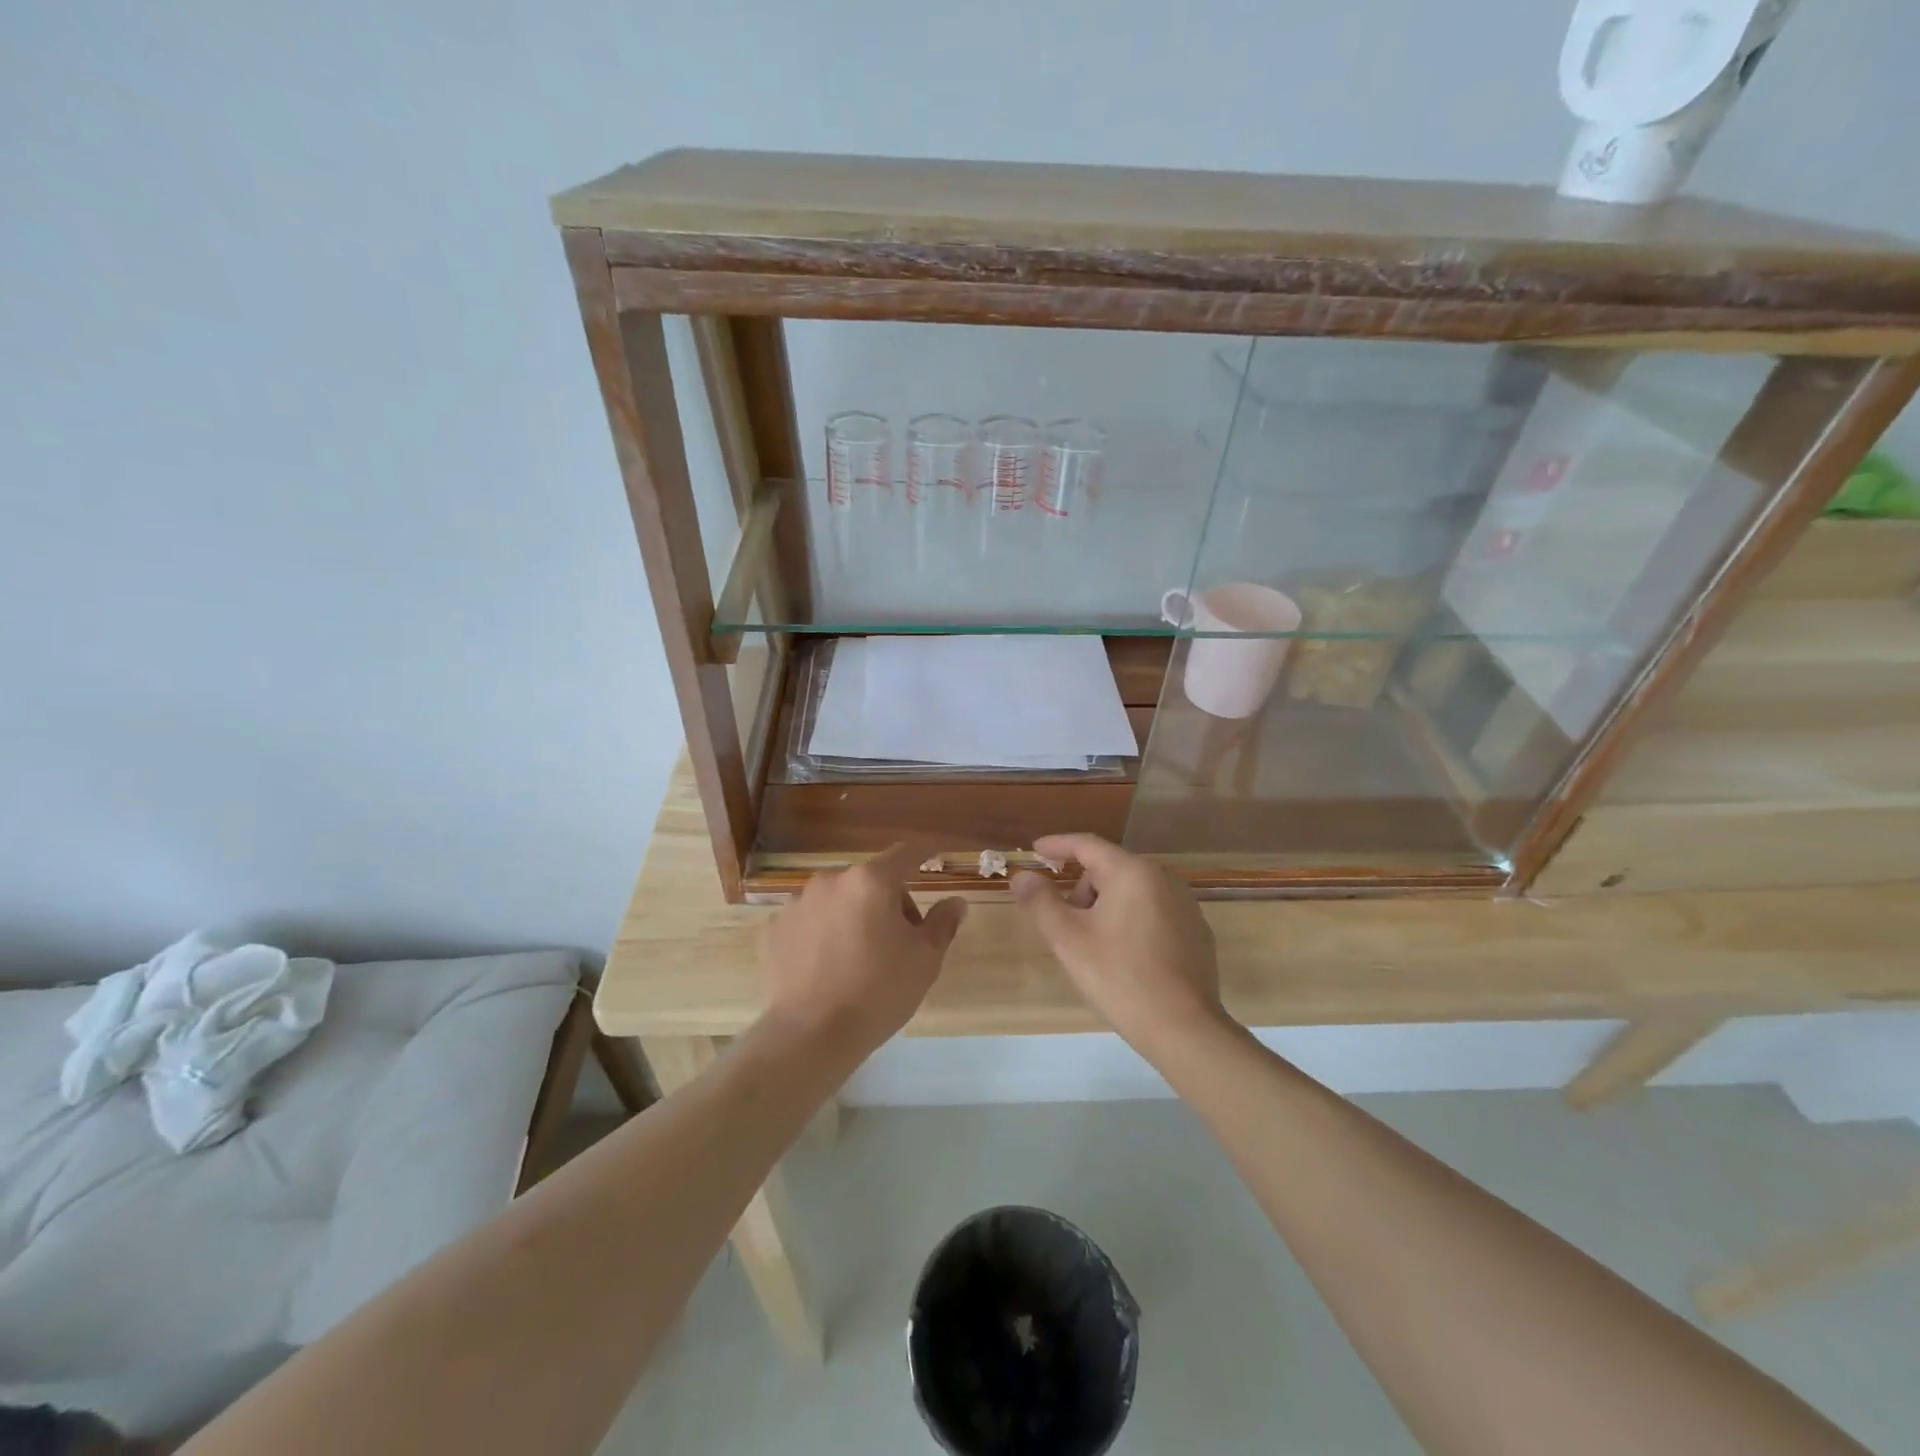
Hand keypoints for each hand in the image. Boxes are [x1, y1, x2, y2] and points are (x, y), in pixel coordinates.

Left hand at [761, 844, 966, 1064]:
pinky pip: (813, 920)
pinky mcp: (777, 929)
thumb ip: (943, 922)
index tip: (933, 857)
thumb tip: (956, 902)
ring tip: (861, 958)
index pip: (905, 855)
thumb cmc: (878, 991)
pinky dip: (826, 933)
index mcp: (871, 881)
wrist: (811, 1034)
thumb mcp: (925, 959)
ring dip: (856, 915)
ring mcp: (799, 903)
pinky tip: (830, 967)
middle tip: (901, 942)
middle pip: (871, 880)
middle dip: (890, 901)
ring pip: (840, 900)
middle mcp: (832, 881)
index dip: (923, 855)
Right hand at [1011, 833, 1232, 1062]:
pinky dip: (1131, 921)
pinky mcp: (1196, 930)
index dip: (1057, 845)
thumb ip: (1040, 902)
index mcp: (1132, 872)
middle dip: (1082, 889)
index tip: (1035, 851)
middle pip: (1109, 870)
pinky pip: (1153, 911)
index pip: (1087, 845)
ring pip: (1131, 891)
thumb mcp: (1068, 939)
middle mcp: (1163, 878)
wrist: (1184, 1028)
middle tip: (1066, 926)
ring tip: (1095, 947)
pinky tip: (1126, 958)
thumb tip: (1022, 877)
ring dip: (1105, 907)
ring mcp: (1185, 904)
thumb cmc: (1120, 977)